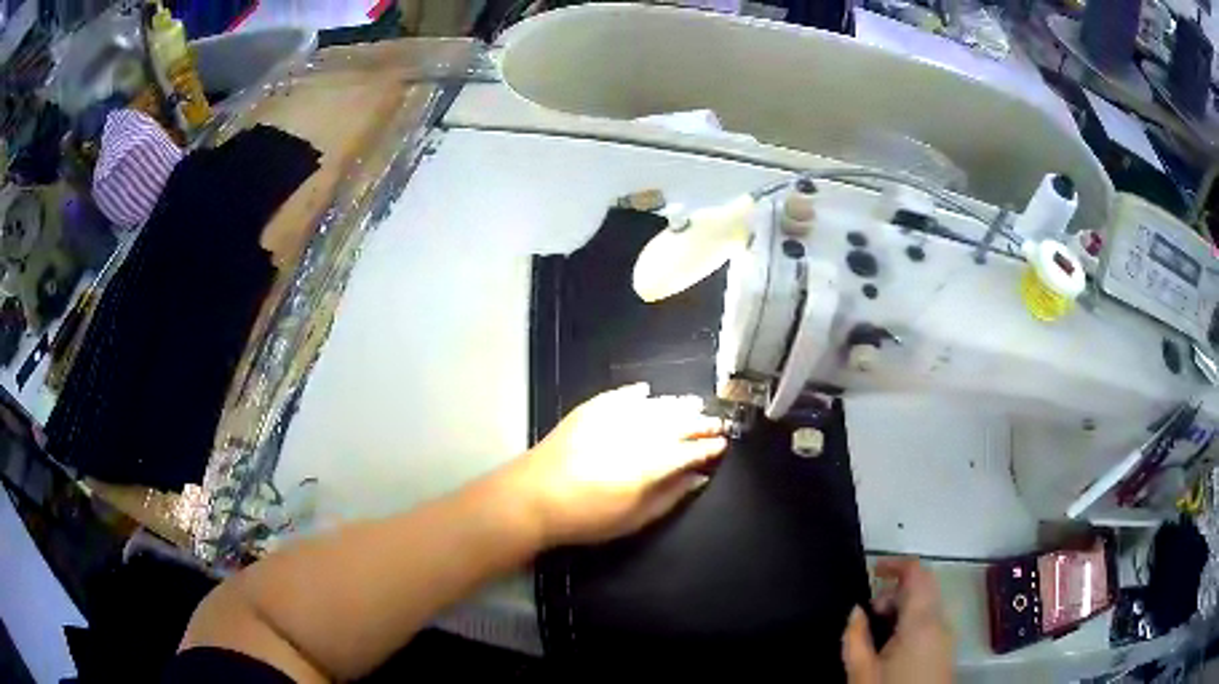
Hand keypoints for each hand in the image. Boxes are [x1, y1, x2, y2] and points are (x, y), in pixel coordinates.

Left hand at [508, 383, 726, 546]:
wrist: (531, 499)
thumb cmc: (585, 518)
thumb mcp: (634, 519)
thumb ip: (670, 496)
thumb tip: (698, 477)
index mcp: (648, 465)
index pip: (689, 450)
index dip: (708, 447)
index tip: (722, 444)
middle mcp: (634, 435)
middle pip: (676, 423)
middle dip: (700, 422)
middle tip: (716, 422)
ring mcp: (610, 418)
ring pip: (653, 406)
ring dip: (676, 405)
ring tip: (693, 405)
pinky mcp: (588, 411)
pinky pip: (620, 396)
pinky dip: (636, 394)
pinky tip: (647, 392)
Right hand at [842, 558, 953, 683]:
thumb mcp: (861, 672)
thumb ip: (855, 637)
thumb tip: (855, 610)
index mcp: (921, 622)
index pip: (917, 573)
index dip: (896, 564)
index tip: (873, 569)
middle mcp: (940, 621)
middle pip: (924, 586)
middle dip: (895, 590)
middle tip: (868, 613)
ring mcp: (947, 635)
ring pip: (927, 604)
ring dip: (902, 607)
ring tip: (876, 632)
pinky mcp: (946, 648)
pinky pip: (931, 620)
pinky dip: (912, 620)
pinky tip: (891, 645)